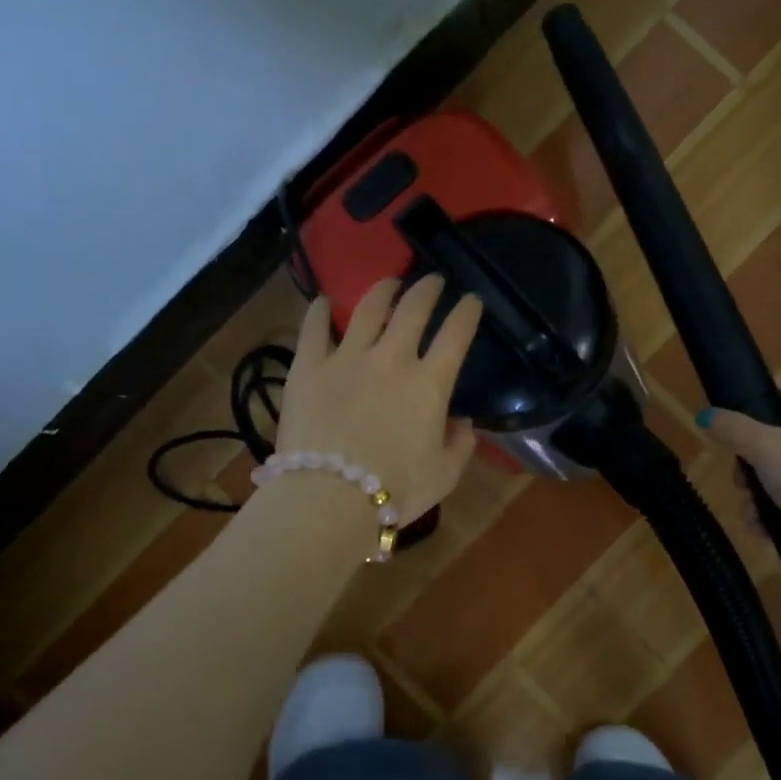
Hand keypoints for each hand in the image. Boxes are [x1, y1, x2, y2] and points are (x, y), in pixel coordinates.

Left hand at [274, 276, 482, 524]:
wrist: (329, 499)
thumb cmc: (396, 490)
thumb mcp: (445, 474)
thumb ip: (460, 443)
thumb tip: (461, 422)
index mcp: (430, 383)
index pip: (456, 335)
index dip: (467, 312)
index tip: (472, 300)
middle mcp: (392, 358)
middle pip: (413, 309)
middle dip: (428, 289)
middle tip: (434, 281)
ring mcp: (347, 358)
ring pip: (367, 309)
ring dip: (383, 290)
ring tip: (390, 281)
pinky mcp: (308, 367)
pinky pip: (314, 329)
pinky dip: (319, 312)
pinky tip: (323, 301)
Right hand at [704, 389, 780, 580]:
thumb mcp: (766, 449)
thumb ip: (733, 430)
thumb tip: (705, 414)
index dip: (756, 405)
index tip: (729, 425)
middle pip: (776, 441)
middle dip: (749, 464)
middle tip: (739, 481)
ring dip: (758, 497)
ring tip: (751, 516)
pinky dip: (776, 518)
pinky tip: (764, 533)